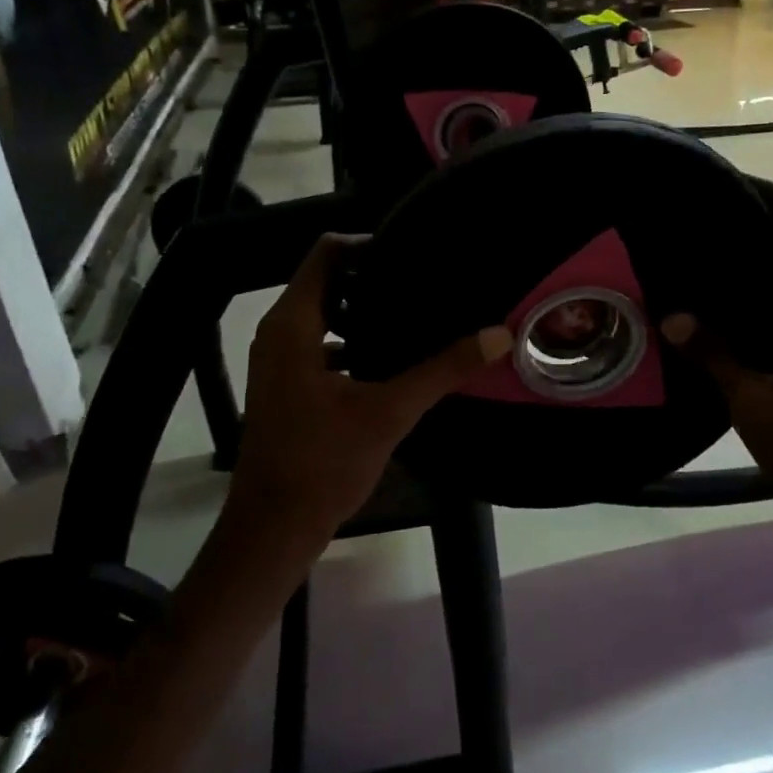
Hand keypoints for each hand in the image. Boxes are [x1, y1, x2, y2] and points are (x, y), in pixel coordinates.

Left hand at [229, 235, 512, 537]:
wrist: (273, 529)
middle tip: (424, 280)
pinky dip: (353, 342)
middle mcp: (279, 334)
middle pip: (326, 282)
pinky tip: (394, 359)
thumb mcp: (388, 412)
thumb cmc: (322, 463)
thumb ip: (442, 370)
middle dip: (373, 277)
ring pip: (324, 317)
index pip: (325, 254)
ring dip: (364, 312)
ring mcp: (280, 362)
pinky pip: (322, 346)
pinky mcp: (288, 388)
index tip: (411, 252)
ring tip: (416, 314)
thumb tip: (499, 334)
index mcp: (292, 325)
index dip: (366, 243)